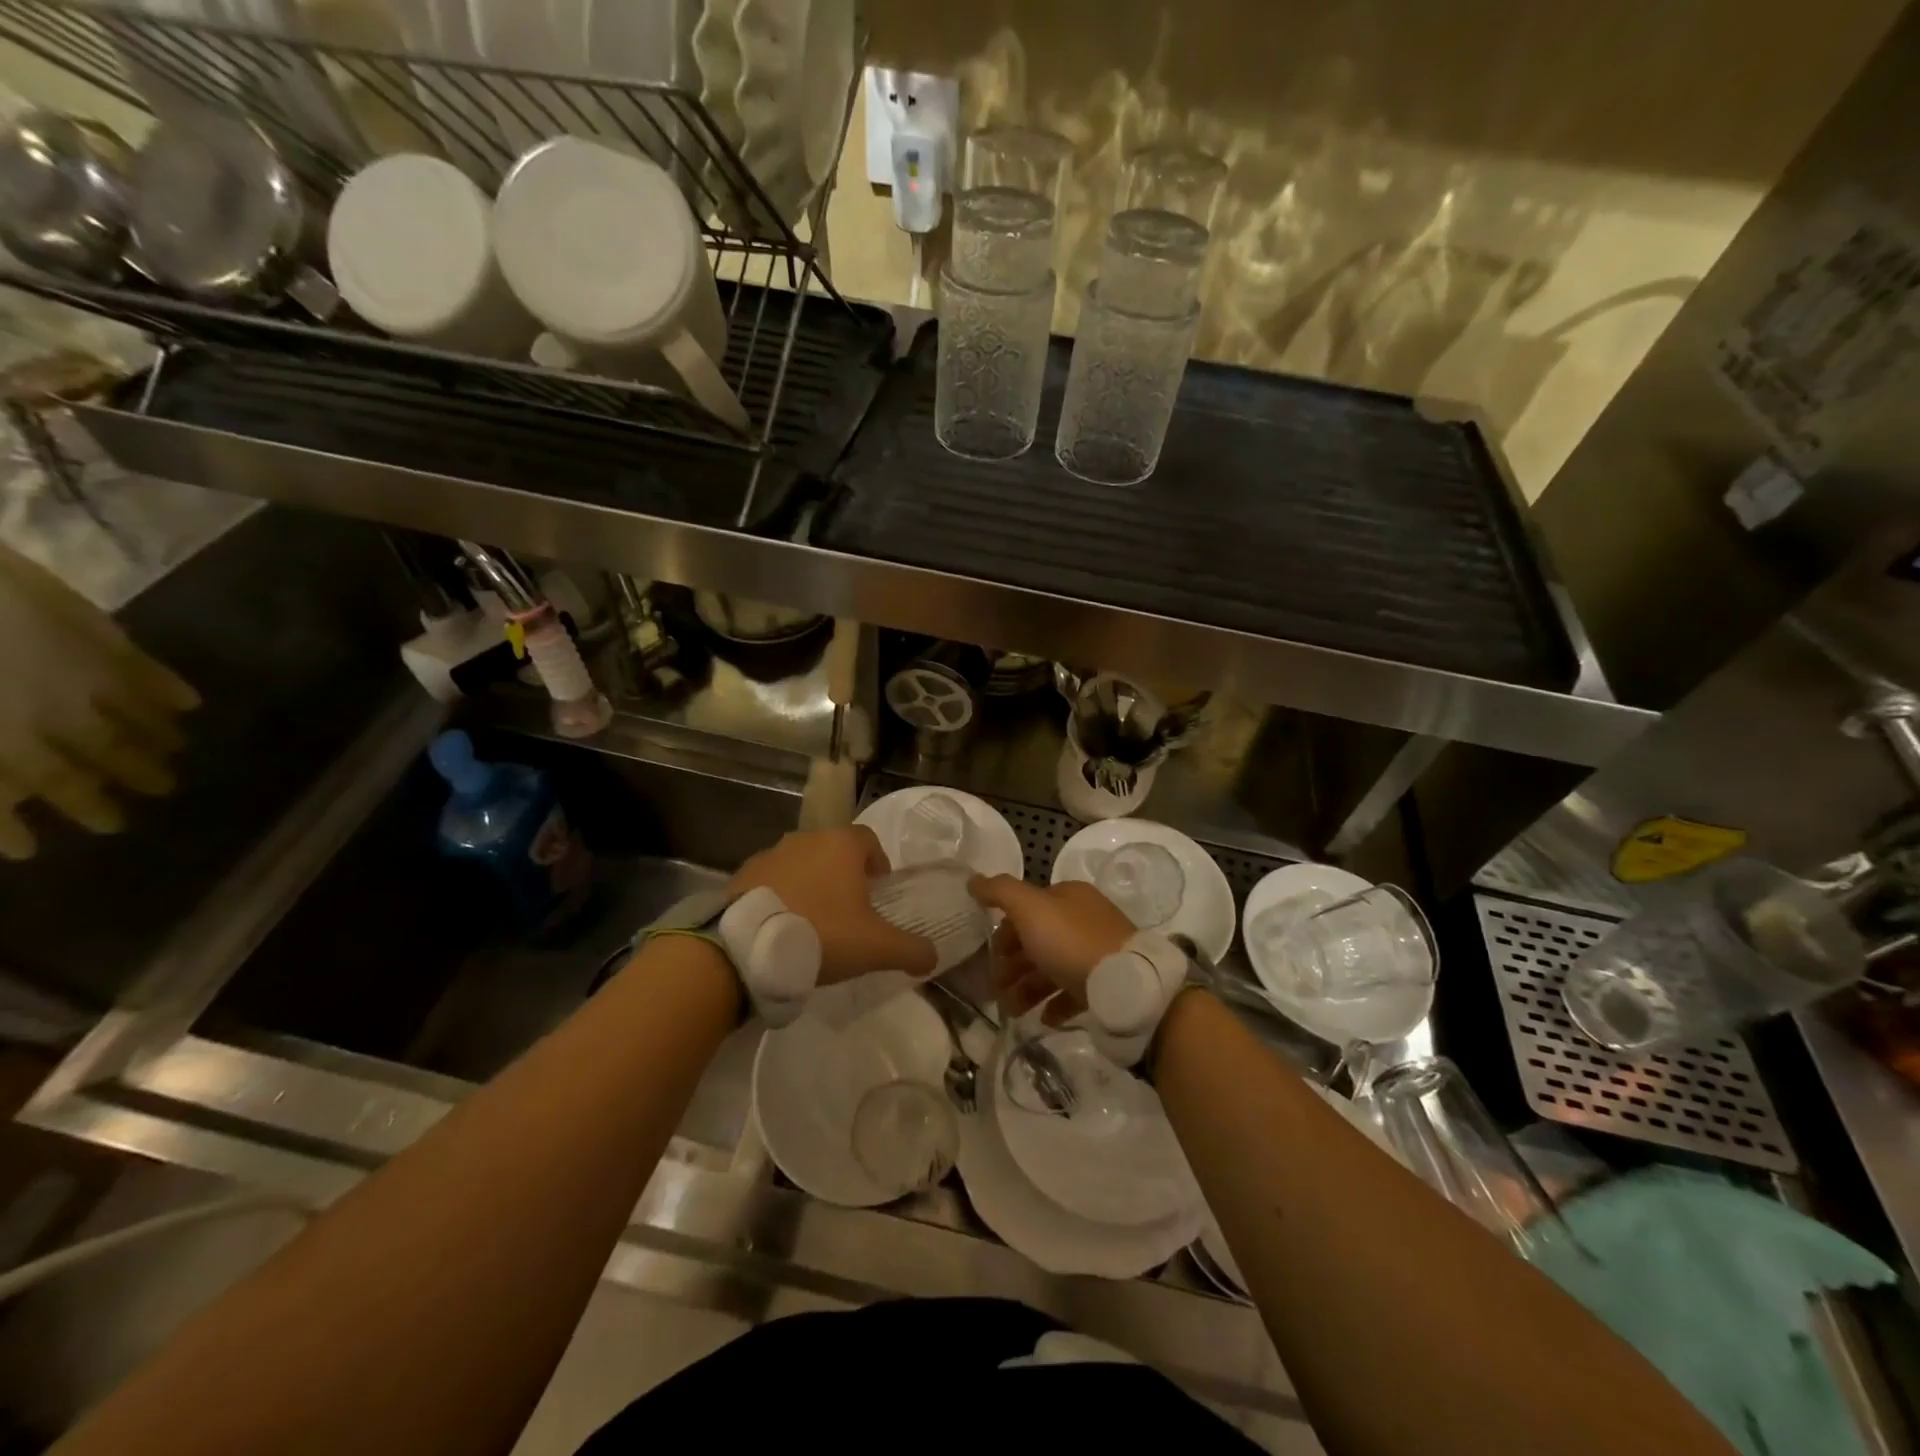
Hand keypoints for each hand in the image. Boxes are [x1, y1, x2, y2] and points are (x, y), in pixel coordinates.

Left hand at [729, 826, 935, 985]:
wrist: (747, 947)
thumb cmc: (822, 933)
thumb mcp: (876, 947)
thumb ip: (910, 950)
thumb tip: (933, 956)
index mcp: (841, 845)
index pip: (869, 840)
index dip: (878, 862)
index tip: (879, 890)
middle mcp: (806, 839)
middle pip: (834, 851)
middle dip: (844, 875)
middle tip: (849, 911)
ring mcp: (770, 854)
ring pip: (801, 864)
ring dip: (811, 884)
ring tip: (813, 922)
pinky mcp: (742, 875)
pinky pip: (771, 881)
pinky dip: (781, 896)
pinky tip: (781, 926)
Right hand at [969, 875, 1133, 1022]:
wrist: (1126, 986)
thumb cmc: (1071, 941)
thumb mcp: (1030, 908)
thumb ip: (1000, 892)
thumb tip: (973, 879)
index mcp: (1069, 896)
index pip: (1028, 908)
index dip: (1005, 930)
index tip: (990, 955)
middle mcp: (1085, 920)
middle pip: (1039, 940)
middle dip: (1013, 964)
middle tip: (996, 987)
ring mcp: (1098, 953)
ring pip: (1053, 968)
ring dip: (1028, 988)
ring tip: (1011, 1011)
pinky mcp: (1107, 984)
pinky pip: (1075, 993)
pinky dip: (1055, 1005)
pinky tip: (1043, 1018)